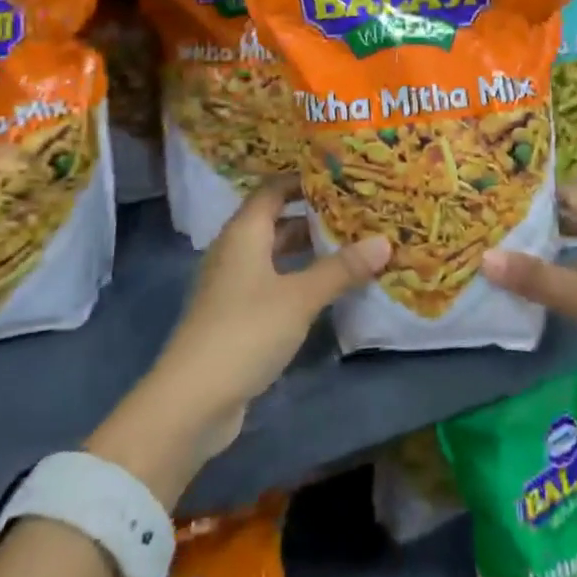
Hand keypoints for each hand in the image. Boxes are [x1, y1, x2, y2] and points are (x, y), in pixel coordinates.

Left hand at [88, 179, 389, 505]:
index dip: (304, 180)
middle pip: (276, 220)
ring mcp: (233, 285)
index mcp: (244, 232)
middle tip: (357, 211)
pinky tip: (327, 288)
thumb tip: (384, 241)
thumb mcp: (300, 297)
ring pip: (275, 254)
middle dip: (314, 215)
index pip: (274, 189)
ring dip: (307, 250)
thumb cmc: (246, 331)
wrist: (192, 400)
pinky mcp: (236, 316)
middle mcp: (235, 250)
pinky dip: (298, 278)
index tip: (342, 176)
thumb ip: (341, 269)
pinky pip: (272, 282)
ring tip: (351, 245)